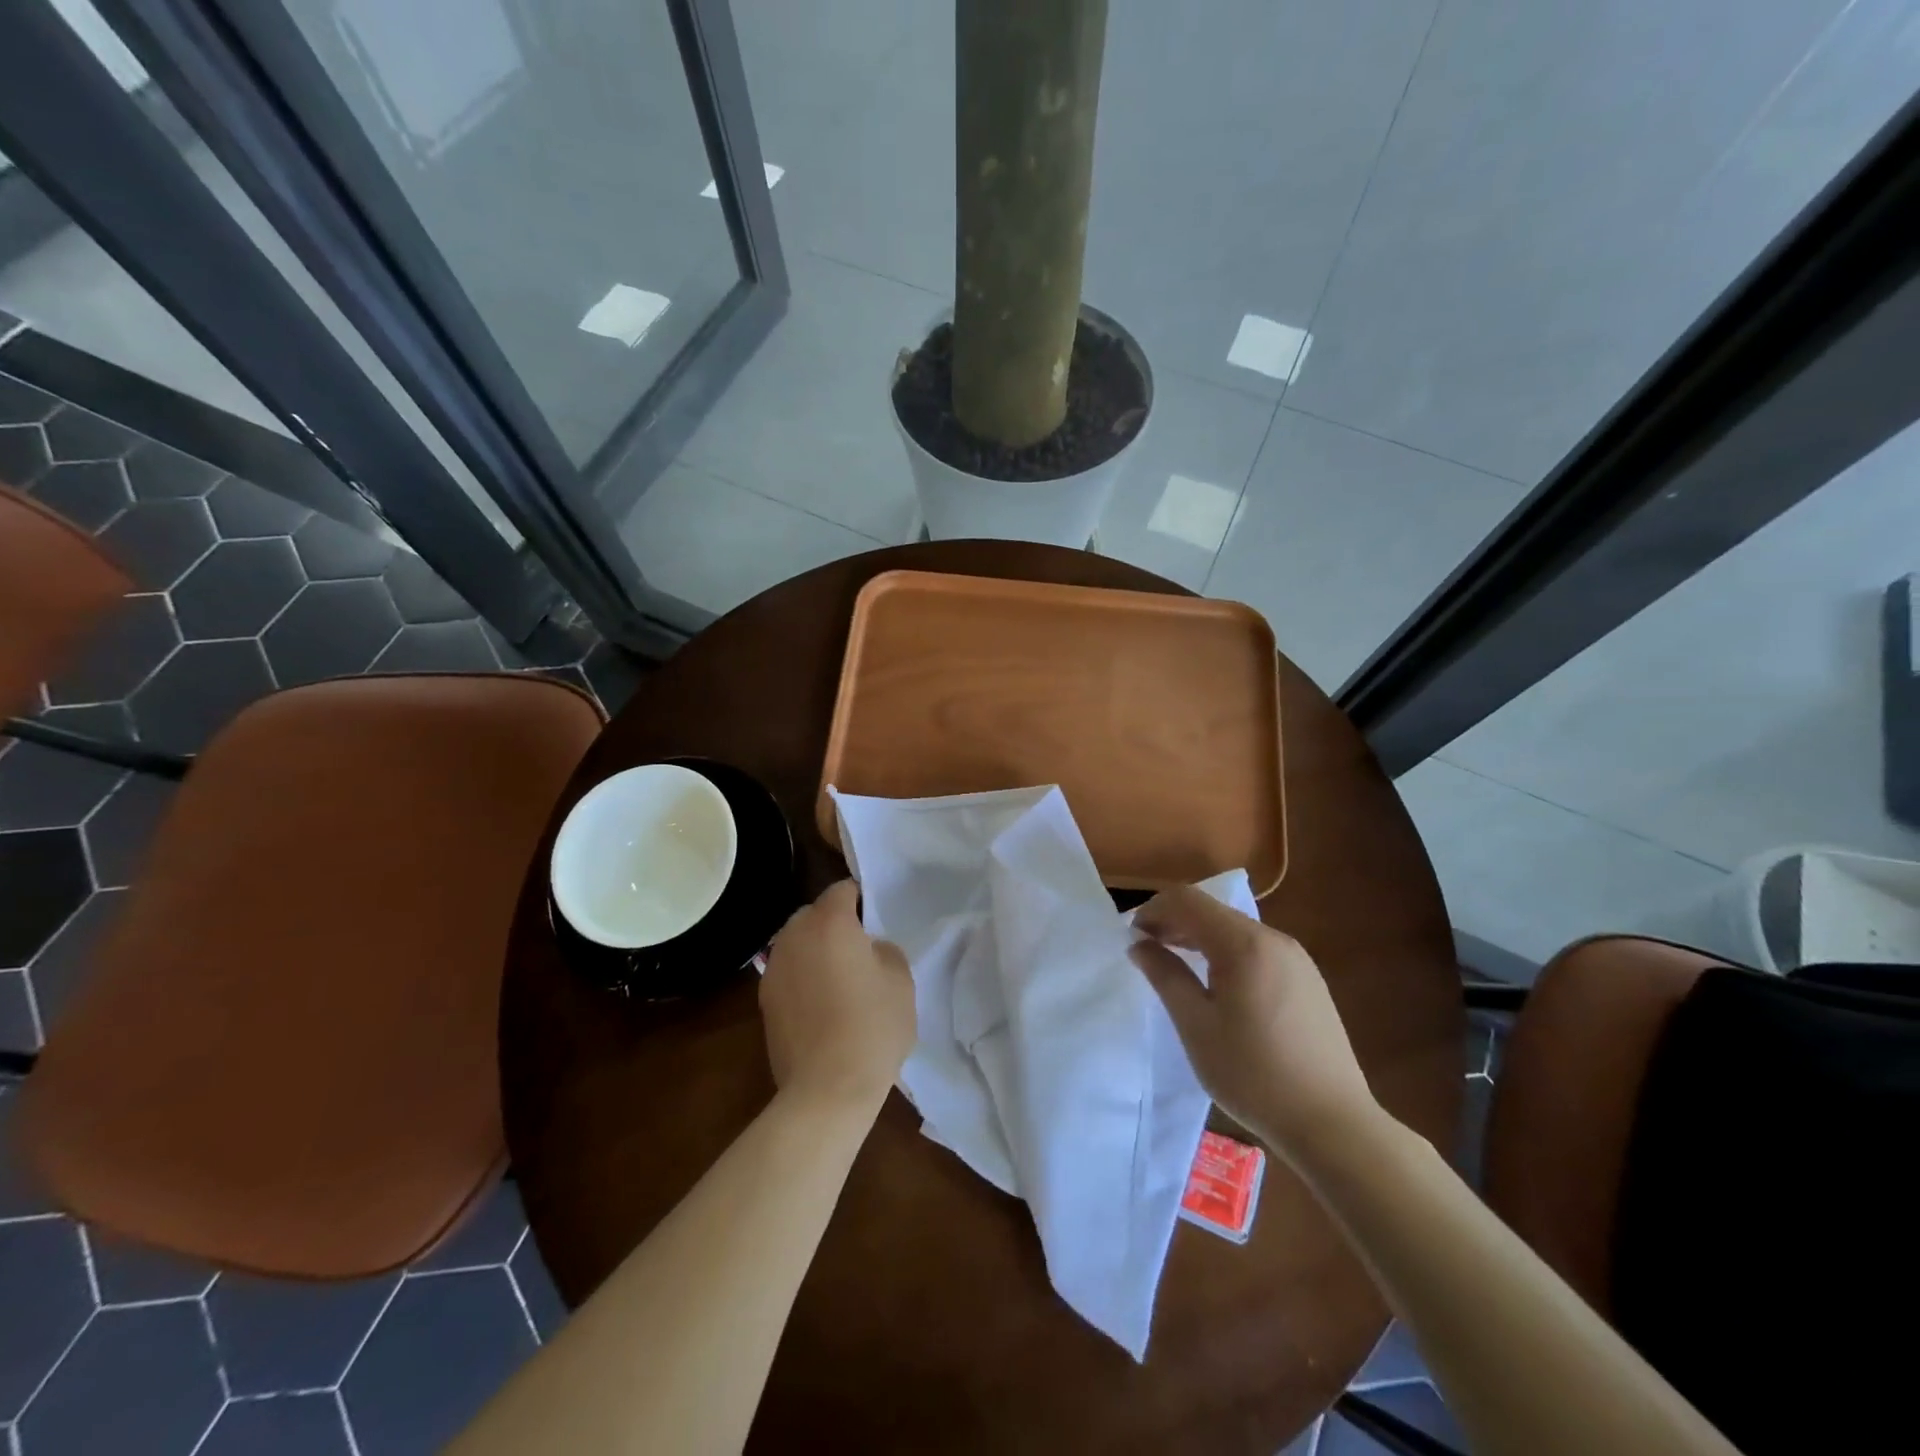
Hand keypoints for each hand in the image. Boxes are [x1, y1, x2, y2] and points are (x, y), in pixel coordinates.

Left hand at [759, 881, 915, 1114]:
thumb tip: (867, 949)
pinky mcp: (764, 999)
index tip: (876, 921)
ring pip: (797, 942)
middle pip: (814, 913)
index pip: (843, 889)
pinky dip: (803, 976)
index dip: (861, 900)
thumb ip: (884, 949)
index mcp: (829, 922)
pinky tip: (822, 1004)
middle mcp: (793, 935)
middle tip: (860, 950)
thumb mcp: (900, 979)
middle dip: (835, 922)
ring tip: (839, 978)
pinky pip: (788, 971)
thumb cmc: (872, 1027)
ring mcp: (773, 968)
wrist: (827, 1090)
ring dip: (816, 949)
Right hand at [1131, 886, 1376, 1156]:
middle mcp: (1273, 939)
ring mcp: (1296, 958)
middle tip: (1147, 953)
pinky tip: (1218, 986)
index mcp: (1244, 943)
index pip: (1187, 900)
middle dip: (1174, 922)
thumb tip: (1139, 944)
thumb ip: (1165, 975)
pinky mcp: (1308, 979)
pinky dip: (1226, 953)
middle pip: (1212, 911)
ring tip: (1176, 967)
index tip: (1132, 939)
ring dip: (1199, 938)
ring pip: (1235, 929)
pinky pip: (1256, 949)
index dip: (1153, 910)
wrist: (1333, 1124)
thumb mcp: (1196, 1025)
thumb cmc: (1253, 1074)